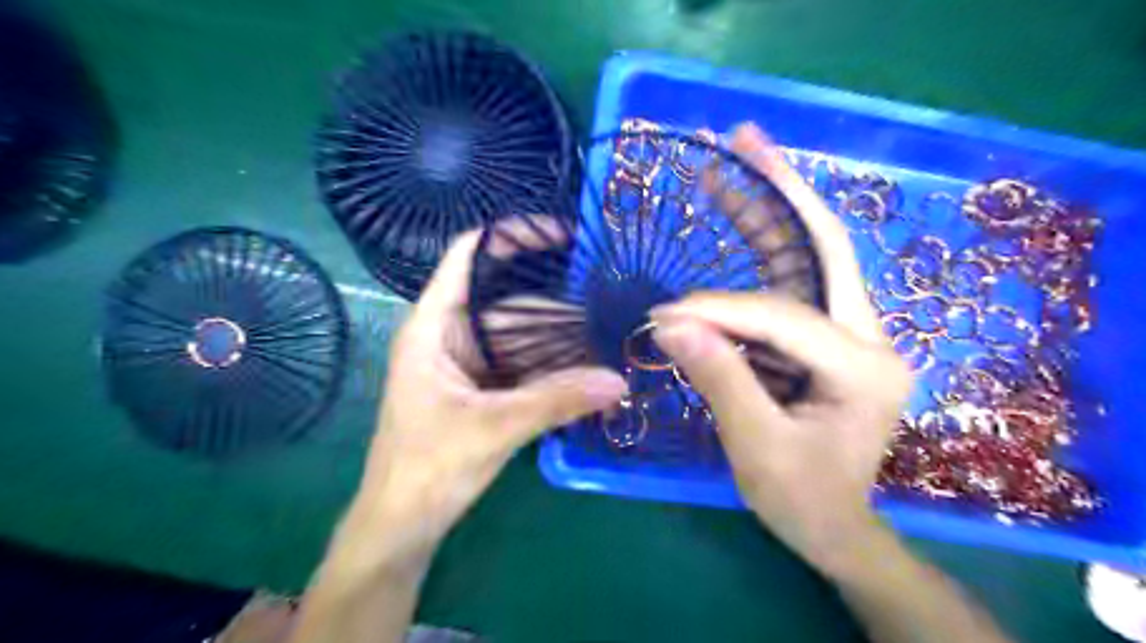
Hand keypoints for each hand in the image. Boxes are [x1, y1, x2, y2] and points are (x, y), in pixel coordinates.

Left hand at [338, 228, 625, 567]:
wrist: (403, 525)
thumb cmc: (427, 467)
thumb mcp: (495, 428)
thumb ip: (557, 401)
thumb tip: (619, 381)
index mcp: (434, 326)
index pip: (468, 257)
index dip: (510, 236)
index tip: (561, 234)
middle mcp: (451, 334)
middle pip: (507, 299)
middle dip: (555, 301)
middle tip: (608, 294)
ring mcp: (469, 362)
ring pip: (520, 336)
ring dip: (559, 339)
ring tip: (609, 331)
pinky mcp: (483, 387)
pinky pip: (523, 364)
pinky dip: (552, 366)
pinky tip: (588, 367)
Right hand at [655, 123, 914, 574]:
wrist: (833, 527)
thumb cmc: (800, 499)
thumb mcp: (757, 448)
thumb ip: (719, 379)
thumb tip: (669, 323)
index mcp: (863, 368)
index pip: (779, 318)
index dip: (717, 311)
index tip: (663, 316)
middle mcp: (870, 335)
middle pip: (823, 247)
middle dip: (780, 189)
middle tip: (741, 137)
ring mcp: (852, 331)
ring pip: (810, 253)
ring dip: (771, 205)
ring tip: (736, 158)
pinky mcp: (827, 336)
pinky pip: (793, 280)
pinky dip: (765, 244)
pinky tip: (740, 216)